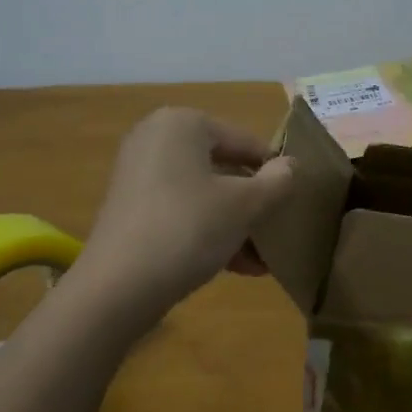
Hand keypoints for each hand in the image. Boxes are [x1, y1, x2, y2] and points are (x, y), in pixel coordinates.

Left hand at [79, 108, 296, 306]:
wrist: (118, 287)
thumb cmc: (189, 228)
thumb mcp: (246, 205)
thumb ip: (277, 181)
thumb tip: (290, 166)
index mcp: (183, 123)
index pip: (246, 142)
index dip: (275, 173)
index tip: (294, 203)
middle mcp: (156, 138)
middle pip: (224, 168)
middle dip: (253, 204)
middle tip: (276, 233)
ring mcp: (139, 173)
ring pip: (204, 194)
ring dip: (235, 224)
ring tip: (261, 261)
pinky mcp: (130, 207)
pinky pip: (181, 210)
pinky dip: (208, 232)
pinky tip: (236, 268)